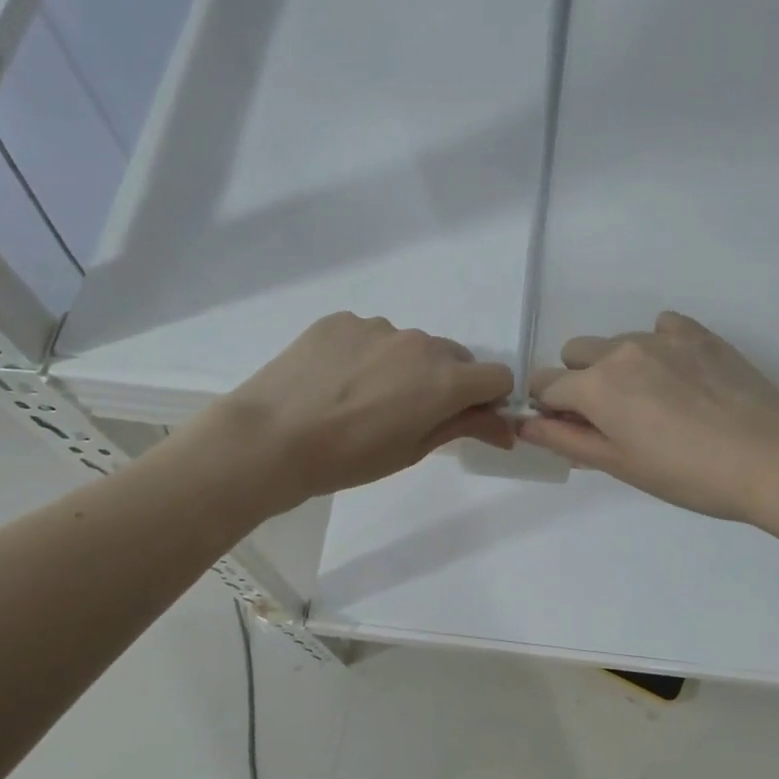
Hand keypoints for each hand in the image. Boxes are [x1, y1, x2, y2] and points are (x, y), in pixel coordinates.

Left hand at [215, 313, 513, 505]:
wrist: (271, 439)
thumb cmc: (348, 458)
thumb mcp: (412, 450)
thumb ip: (463, 427)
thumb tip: (506, 428)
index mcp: (444, 380)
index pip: (497, 376)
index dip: (488, 399)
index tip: (465, 418)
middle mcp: (419, 343)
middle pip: (454, 357)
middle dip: (446, 382)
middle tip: (409, 413)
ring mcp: (378, 326)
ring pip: (410, 345)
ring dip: (404, 366)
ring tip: (363, 398)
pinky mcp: (341, 320)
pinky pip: (371, 335)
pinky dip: (367, 354)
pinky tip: (336, 381)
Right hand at [520, 312, 778, 524]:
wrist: (772, 459)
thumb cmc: (688, 475)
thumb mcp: (620, 465)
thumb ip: (567, 439)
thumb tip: (525, 424)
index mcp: (597, 386)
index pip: (545, 385)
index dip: (549, 409)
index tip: (572, 429)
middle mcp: (622, 350)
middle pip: (575, 354)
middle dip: (580, 381)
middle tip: (614, 418)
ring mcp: (662, 337)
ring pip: (617, 342)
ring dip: (618, 366)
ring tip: (656, 404)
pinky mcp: (699, 334)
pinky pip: (660, 328)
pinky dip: (657, 347)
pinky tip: (681, 379)